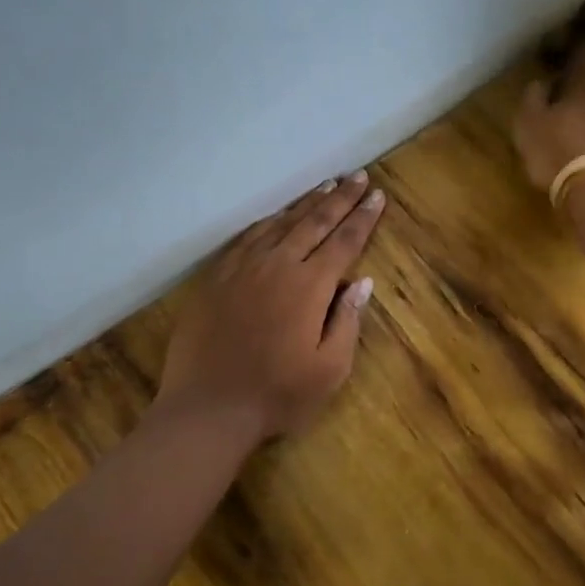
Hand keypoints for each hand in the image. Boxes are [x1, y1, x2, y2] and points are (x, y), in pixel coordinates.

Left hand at [158, 172, 386, 442]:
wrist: (207, 410)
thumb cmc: (277, 395)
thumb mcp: (330, 369)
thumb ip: (347, 321)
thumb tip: (361, 282)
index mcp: (310, 286)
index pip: (344, 242)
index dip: (363, 217)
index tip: (377, 196)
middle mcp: (278, 266)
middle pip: (314, 222)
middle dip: (340, 198)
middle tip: (358, 176)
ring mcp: (242, 268)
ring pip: (280, 224)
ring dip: (306, 203)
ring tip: (325, 186)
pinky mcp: (216, 278)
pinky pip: (247, 238)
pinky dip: (268, 222)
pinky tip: (276, 218)